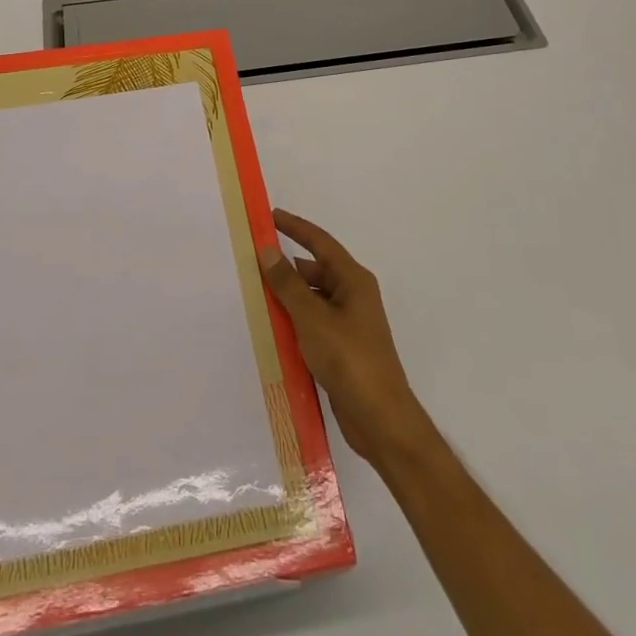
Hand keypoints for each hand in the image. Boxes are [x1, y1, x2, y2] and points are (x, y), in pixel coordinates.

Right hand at [258, 208, 436, 469]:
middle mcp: (354, 296)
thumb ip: (287, 284)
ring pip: (313, 298)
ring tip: (258, 295)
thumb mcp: (312, 318)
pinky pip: (314, 322)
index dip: (295, 227)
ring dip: (289, 296)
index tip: (270, 216)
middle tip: (255, 262)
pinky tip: (274, 329)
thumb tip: (268, 250)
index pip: (320, 242)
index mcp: (353, 280)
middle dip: (287, 266)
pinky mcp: (343, 348)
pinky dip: (295, 320)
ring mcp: (350, 323)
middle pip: (316, 270)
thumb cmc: (349, 359)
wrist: (381, 419)